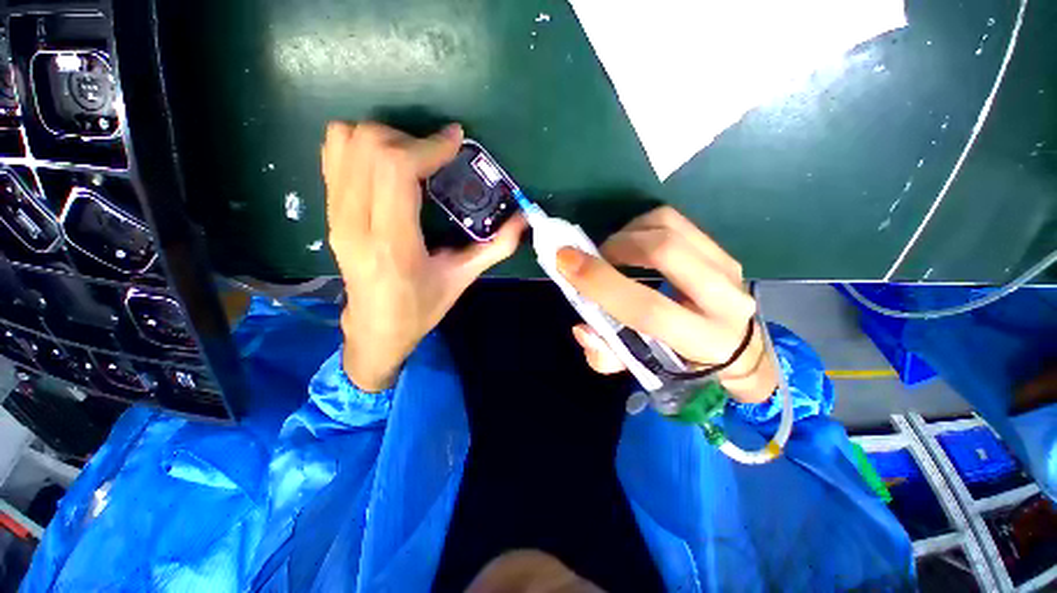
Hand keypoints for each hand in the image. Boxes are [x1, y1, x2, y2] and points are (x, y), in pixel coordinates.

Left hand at [322, 122, 525, 391]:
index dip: (428, 145)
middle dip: (409, 139)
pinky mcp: (328, 212)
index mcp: (393, 242)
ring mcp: (335, 214)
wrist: (375, 328)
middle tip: (435, 157)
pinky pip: (333, 155)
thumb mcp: (462, 279)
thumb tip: (523, 219)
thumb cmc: (421, 308)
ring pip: (345, 142)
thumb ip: (495, 247)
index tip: (454, 141)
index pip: (395, 168)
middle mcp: (355, 222)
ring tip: (411, 160)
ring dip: (384, 138)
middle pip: (368, 145)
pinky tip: (387, 166)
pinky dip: (361, 145)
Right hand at [557, 207, 776, 402]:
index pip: (648, 308)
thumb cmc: (680, 360)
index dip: (602, 283)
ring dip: (627, 234)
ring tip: (611, 252)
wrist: (735, 346)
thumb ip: (607, 355)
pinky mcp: (721, 249)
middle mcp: (725, 301)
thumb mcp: (640, 368)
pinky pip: (674, 220)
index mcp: (703, 341)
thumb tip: (582, 328)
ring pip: (669, 228)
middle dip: (616, 247)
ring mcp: (727, 268)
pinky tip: (631, 243)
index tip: (565, 261)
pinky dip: (641, 225)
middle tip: (594, 257)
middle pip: (665, 252)